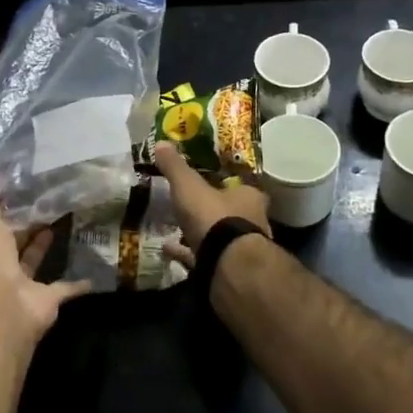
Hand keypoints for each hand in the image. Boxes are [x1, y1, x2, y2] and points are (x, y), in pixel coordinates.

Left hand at [0, 188, 88, 339]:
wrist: (4, 304)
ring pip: (31, 262)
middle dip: (22, 228)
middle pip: (9, 245)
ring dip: (42, 246)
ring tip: (59, 222)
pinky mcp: (45, 301)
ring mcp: (19, 287)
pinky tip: (93, 272)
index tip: (12, 194)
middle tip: (41, 205)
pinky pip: (63, 289)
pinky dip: (77, 283)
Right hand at [151, 143, 270, 269]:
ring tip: (175, 226)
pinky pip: (204, 256)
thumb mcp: (189, 186)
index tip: (207, 180)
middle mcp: (251, 221)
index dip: (224, 183)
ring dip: (200, 232)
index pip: (242, 186)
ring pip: (219, 236)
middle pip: (231, 211)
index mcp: (249, 197)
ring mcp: (240, 249)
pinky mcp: (227, 269)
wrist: (227, 265)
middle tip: (190, 203)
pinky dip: (186, 252)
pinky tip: (166, 248)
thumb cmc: (214, 216)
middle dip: (212, 209)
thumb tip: (161, 142)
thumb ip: (176, 167)